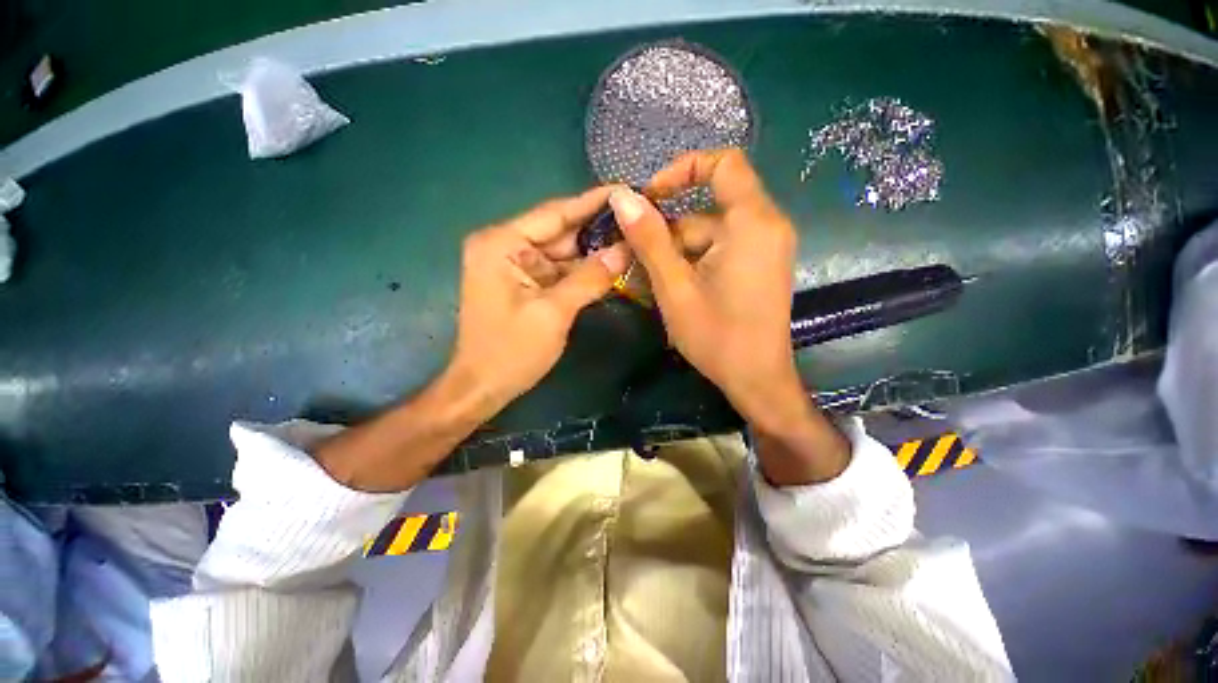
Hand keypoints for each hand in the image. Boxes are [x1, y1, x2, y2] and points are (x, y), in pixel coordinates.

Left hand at [315, 188, 627, 492]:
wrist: (482, 387)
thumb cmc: (511, 352)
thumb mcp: (553, 313)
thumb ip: (589, 279)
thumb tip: (625, 251)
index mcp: (502, 244)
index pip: (555, 214)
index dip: (592, 202)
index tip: (625, 189)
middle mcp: (505, 246)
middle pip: (560, 232)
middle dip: (597, 230)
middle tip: (637, 220)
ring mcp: (514, 265)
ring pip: (562, 252)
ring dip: (593, 252)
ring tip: (632, 240)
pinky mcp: (524, 283)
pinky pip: (558, 270)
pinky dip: (582, 271)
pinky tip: (611, 266)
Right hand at [610, 149, 847, 482]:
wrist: (757, 379)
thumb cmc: (717, 337)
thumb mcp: (675, 287)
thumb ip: (649, 239)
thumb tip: (621, 196)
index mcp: (753, 223)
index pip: (724, 163)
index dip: (683, 169)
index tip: (650, 197)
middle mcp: (767, 226)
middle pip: (709, 206)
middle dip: (670, 230)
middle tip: (637, 258)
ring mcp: (766, 247)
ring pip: (711, 231)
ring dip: (678, 251)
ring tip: (654, 282)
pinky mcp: (760, 265)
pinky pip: (722, 248)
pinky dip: (695, 261)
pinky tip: (676, 287)